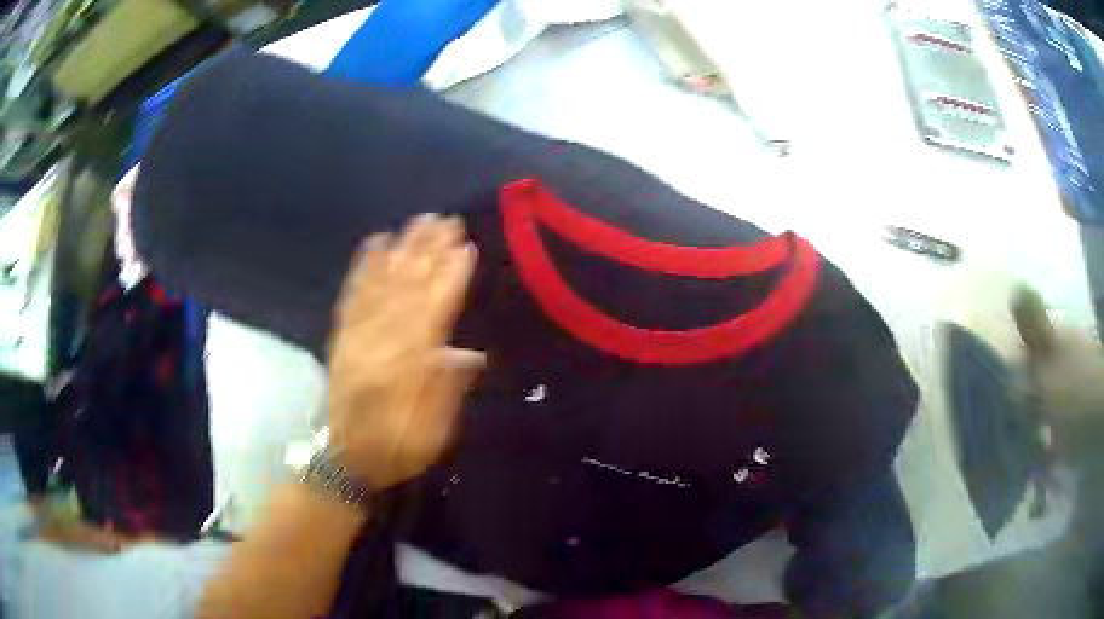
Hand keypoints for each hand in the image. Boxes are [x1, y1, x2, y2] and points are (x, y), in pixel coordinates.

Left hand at [328, 215, 482, 489]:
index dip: (450, 278)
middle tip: (446, 221)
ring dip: (401, 250)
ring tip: (416, 223)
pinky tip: (374, 243)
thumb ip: (446, 390)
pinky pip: (353, 295)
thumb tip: (469, 353)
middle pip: (408, 288)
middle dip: (429, 252)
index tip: (465, 247)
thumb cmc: (396, 447)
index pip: (433, 311)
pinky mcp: (343, 336)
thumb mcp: (431, 433)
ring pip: (382, 284)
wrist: (346, 459)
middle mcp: (381, 342)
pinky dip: (363, 267)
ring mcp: (358, 335)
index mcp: (407, 365)